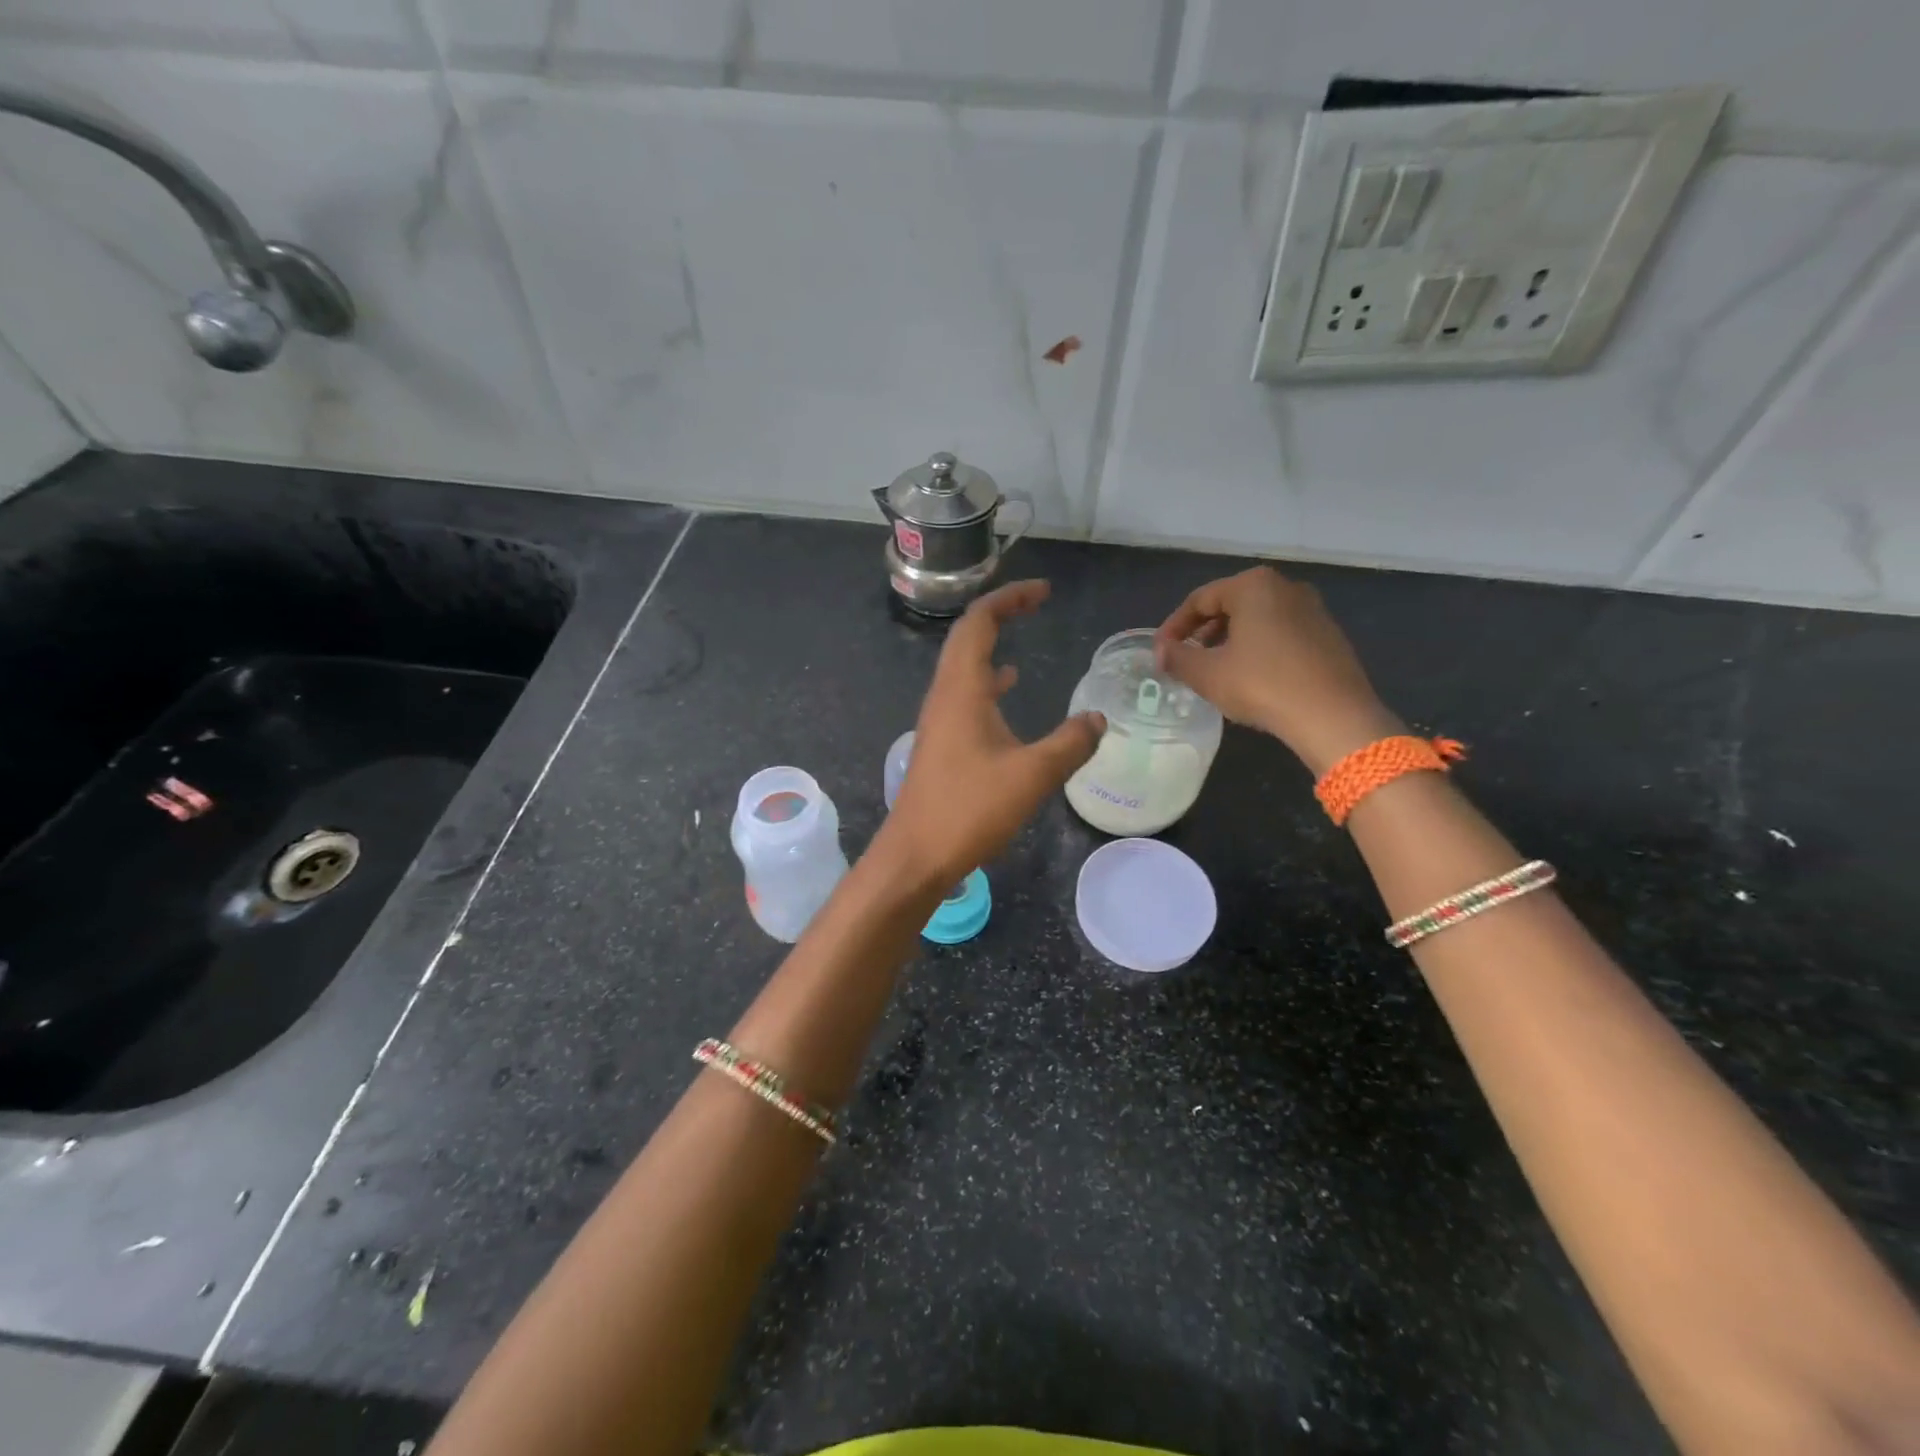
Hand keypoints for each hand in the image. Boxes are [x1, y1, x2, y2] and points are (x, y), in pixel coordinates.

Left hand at [881, 580, 1103, 887]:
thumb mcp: (1031, 775)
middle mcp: (944, 695)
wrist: (916, 855)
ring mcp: (939, 719)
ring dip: (991, 645)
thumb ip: (1070, 743)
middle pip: (967, 637)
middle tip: (1036, 604)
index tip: (1043, 592)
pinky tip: (1007, 691)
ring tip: (1022, 635)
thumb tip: (1098, 719)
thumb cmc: (969, 810)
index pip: (979, 622)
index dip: (1010, 599)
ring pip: (963, 665)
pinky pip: (964, 693)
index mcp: (961, 689)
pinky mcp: (941, 742)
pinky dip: (988, 680)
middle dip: (1001, 613)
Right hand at [1153, 566, 1401, 774]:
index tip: (1160, 652)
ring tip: (1214, 670)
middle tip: (1186, 659)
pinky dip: (1258, 648)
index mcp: (1253, 586)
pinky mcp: (1329, 634)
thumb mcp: (1207, 674)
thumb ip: (1177, 658)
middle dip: (1203, 632)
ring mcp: (1313, 609)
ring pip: (1257, 619)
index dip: (1173, 626)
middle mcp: (1285, 587)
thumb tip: (1161, 652)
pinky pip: (1281, 633)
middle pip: (1230, 604)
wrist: (1333, 716)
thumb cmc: (1262, 685)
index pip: (1200, 599)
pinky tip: (1251, 676)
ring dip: (1230, 640)